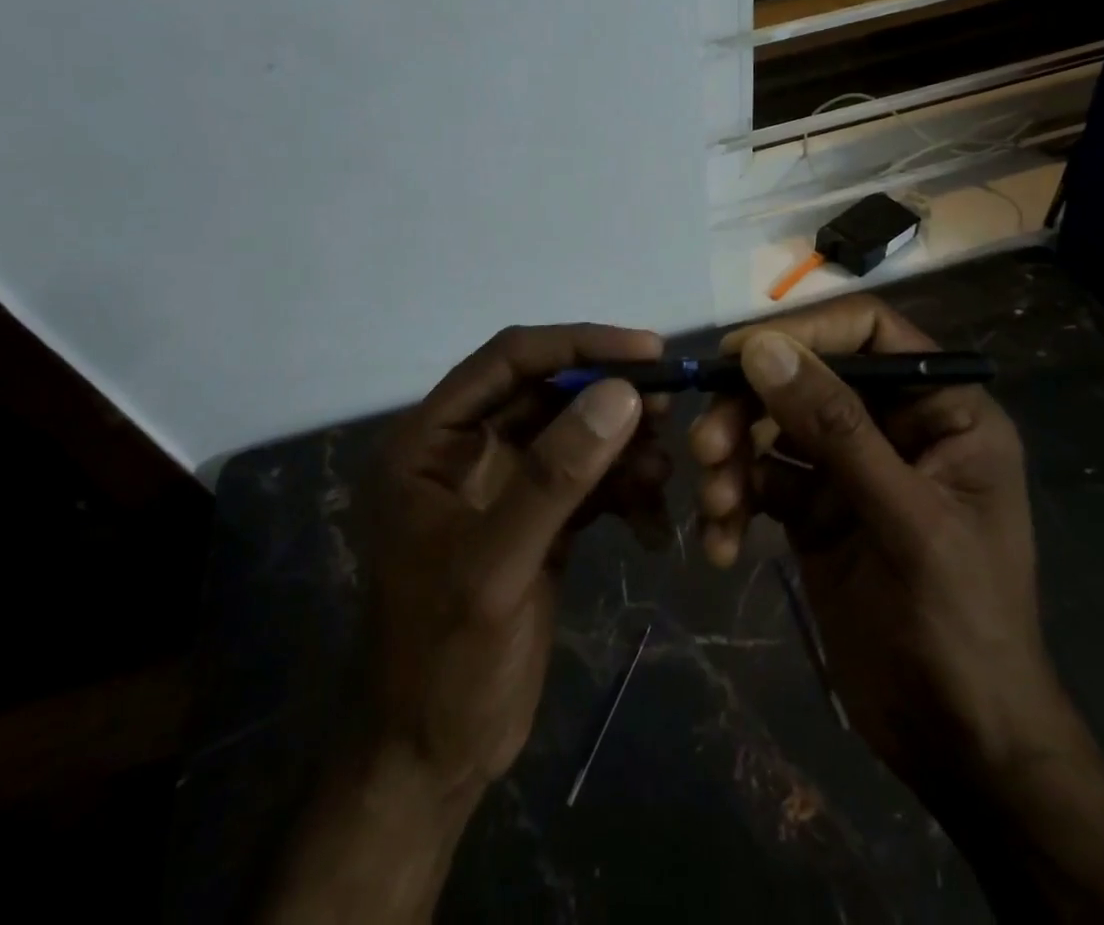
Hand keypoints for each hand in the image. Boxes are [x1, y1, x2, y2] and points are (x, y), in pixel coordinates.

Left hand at [267, 324, 665, 924]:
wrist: (433, 759)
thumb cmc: (444, 660)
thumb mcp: (496, 566)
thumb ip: (555, 476)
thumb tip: (621, 392)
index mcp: (431, 439)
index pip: (509, 360)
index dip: (579, 344)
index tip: (648, 350)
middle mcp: (465, 448)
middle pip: (550, 392)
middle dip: (611, 399)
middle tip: (673, 409)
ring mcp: (503, 484)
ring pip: (576, 435)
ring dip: (625, 449)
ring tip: (664, 475)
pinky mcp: (536, 520)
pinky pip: (589, 482)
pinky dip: (625, 493)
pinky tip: (653, 528)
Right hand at [689, 296, 1082, 785]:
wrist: (959, 747)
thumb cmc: (960, 626)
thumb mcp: (905, 520)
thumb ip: (835, 429)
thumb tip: (762, 348)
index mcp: (942, 411)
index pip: (869, 333)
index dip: (805, 332)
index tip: (738, 352)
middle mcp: (893, 427)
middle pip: (806, 379)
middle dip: (750, 410)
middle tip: (706, 445)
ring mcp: (850, 469)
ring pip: (773, 429)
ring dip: (734, 459)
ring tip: (716, 506)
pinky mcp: (815, 509)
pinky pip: (761, 481)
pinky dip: (735, 503)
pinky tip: (720, 543)